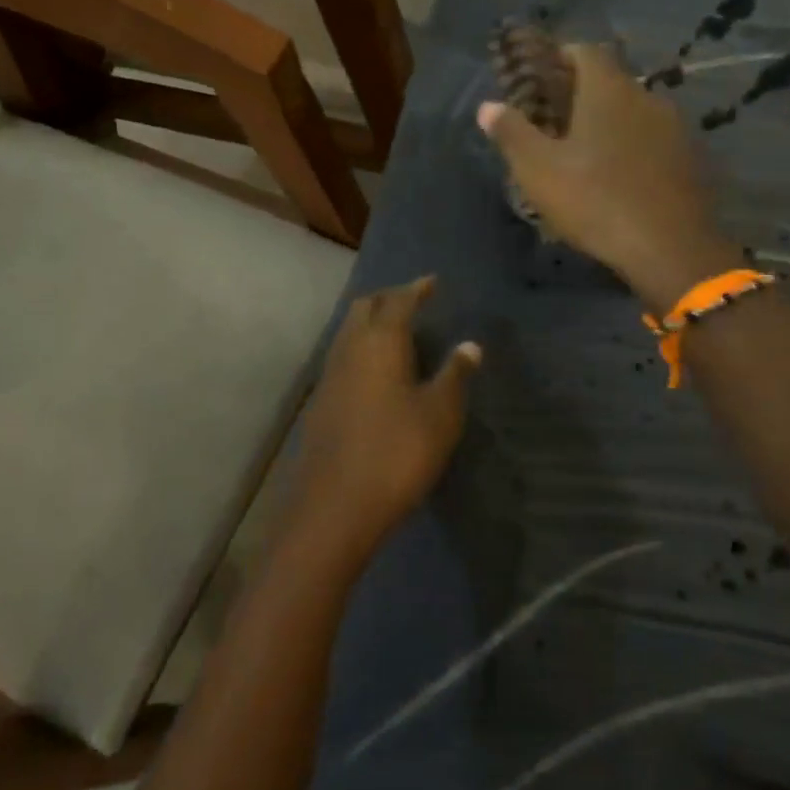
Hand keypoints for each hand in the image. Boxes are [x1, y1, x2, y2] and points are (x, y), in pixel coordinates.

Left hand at [289, 277, 479, 559]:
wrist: (334, 507)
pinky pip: (342, 357)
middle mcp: (349, 349)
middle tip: (414, 301)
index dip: (416, 289)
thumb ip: (455, 375)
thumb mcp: (439, 415)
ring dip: (371, 322)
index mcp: (380, 342)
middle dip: (389, 298)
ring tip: (397, 331)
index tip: (432, 282)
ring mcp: (329, 376)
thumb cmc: (397, 453)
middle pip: (364, 308)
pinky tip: (375, 371)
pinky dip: (361, 348)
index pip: (398, 301)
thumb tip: (470, 345)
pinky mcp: (320, 403)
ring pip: (348, 332)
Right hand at [478, 44, 739, 307]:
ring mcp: (676, 128)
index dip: (560, 57)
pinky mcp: (692, 159)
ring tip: (587, 153)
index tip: (539, 77)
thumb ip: (512, 133)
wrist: (670, 248)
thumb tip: (487, 106)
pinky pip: (654, 141)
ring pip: (635, 113)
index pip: (585, 51)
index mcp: (609, 90)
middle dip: (582, 95)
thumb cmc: (596, 201)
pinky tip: (621, 177)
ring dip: (611, 124)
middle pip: (611, 82)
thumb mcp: (539, 171)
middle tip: (555, 121)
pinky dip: (634, 148)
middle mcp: (647, 97)